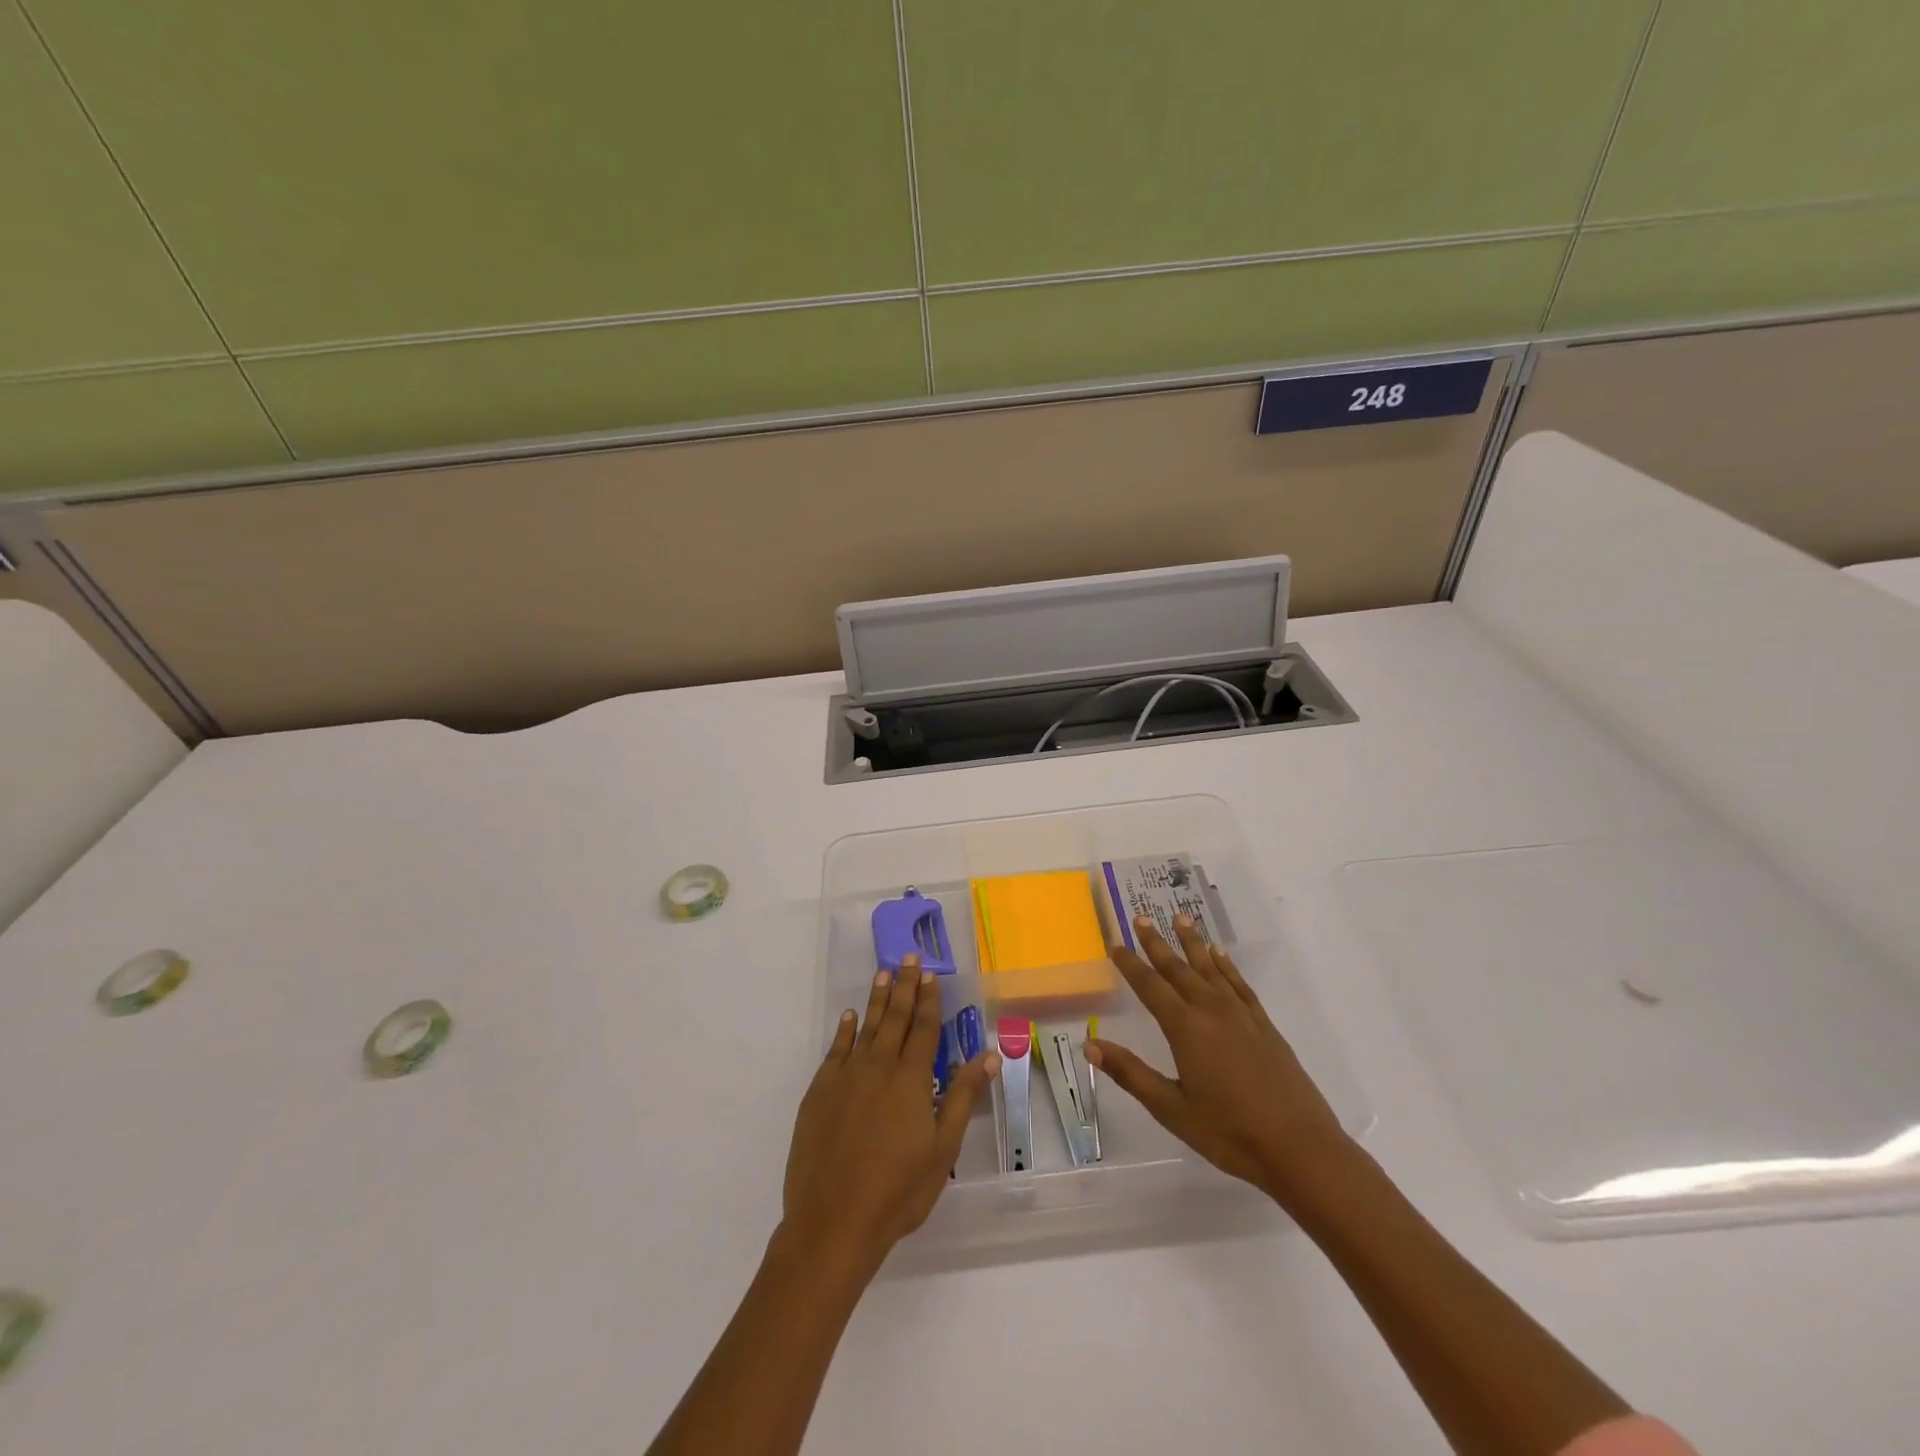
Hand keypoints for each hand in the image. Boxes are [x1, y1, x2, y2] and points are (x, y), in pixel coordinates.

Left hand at [781, 956, 997, 1276]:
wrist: (833, 1221)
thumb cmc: (898, 1191)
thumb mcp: (942, 1149)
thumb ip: (962, 1096)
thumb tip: (987, 1054)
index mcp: (911, 1079)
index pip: (924, 1029)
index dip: (929, 1000)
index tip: (931, 973)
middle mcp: (878, 1067)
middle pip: (895, 1018)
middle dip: (904, 986)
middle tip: (908, 957)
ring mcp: (845, 1077)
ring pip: (865, 1027)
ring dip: (876, 999)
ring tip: (883, 973)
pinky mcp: (819, 1093)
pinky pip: (835, 1051)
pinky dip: (844, 1031)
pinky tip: (848, 1017)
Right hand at [1087, 917, 1352, 1203]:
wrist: (1300, 1149)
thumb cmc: (1228, 1133)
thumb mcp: (1171, 1109)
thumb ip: (1131, 1073)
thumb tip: (1090, 1045)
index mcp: (1185, 1028)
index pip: (1150, 986)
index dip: (1130, 964)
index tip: (1115, 944)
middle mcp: (1211, 1010)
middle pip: (1178, 968)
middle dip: (1156, 942)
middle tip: (1141, 917)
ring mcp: (1241, 1014)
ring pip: (1210, 967)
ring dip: (1192, 942)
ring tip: (1179, 917)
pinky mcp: (1263, 1024)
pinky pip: (1239, 983)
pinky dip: (1226, 965)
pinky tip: (1219, 954)